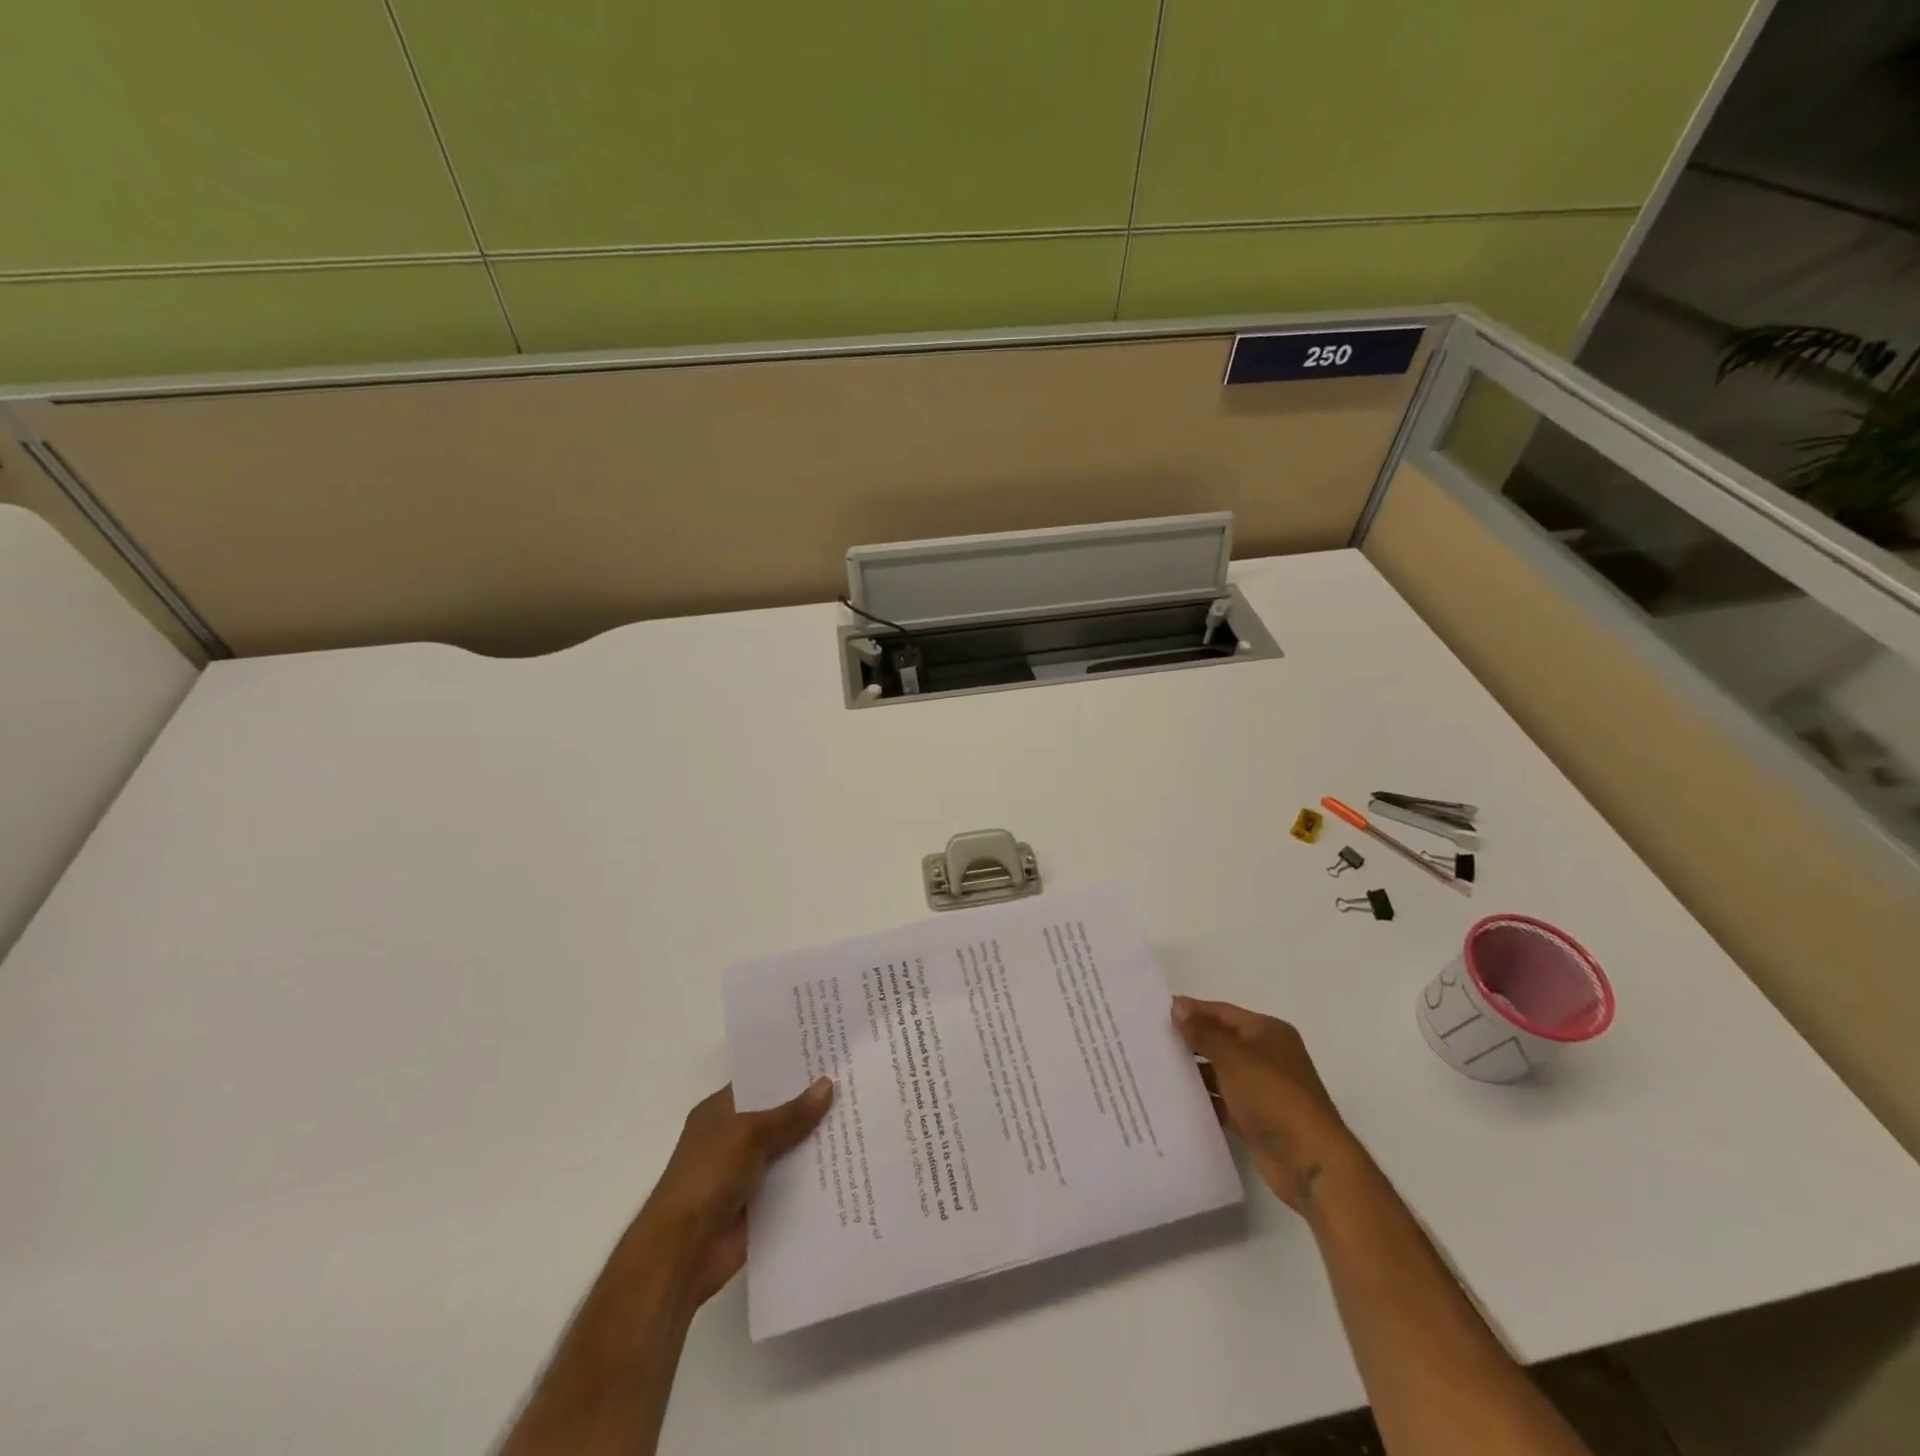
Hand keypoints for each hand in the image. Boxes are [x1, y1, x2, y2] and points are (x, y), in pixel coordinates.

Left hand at [631, 1079, 833, 1309]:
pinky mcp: (760, 1202)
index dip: (791, 1069)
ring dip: (816, 1140)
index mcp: (721, 1110)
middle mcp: (734, 1136)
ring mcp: (747, 1170)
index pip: (761, 1080)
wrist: (683, 1252)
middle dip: (811, 1104)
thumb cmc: (707, 1178)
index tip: (829, 1056)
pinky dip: (814, 1175)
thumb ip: (790, 1114)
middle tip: (854, 1083)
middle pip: (779, 1113)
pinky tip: (848, 1162)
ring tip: (860, 1119)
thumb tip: (827, 1085)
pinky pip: (793, 1181)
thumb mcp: (749, 1134)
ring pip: (789, 1147)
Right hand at [1173, 997, 1358, 1213]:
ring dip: (1194, 1072)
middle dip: (1189, 1041)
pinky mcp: (1256, 1120)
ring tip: (1155, 1070)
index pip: (1221, 1012)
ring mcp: (1262, 1090)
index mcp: (1267, 1032)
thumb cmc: (1273, 1097)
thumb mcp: (1234, 1057)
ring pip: (1220, 1073)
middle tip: (1149, 1041)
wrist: (1311, 1163)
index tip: (1154, 1012)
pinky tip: (1175, 1101)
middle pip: (1220, 1041)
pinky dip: (1204, 1101)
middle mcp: (1266, 1056)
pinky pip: (1223, 1102)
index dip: (1191, 1011)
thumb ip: (1203, 1032)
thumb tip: (1178, 1006)